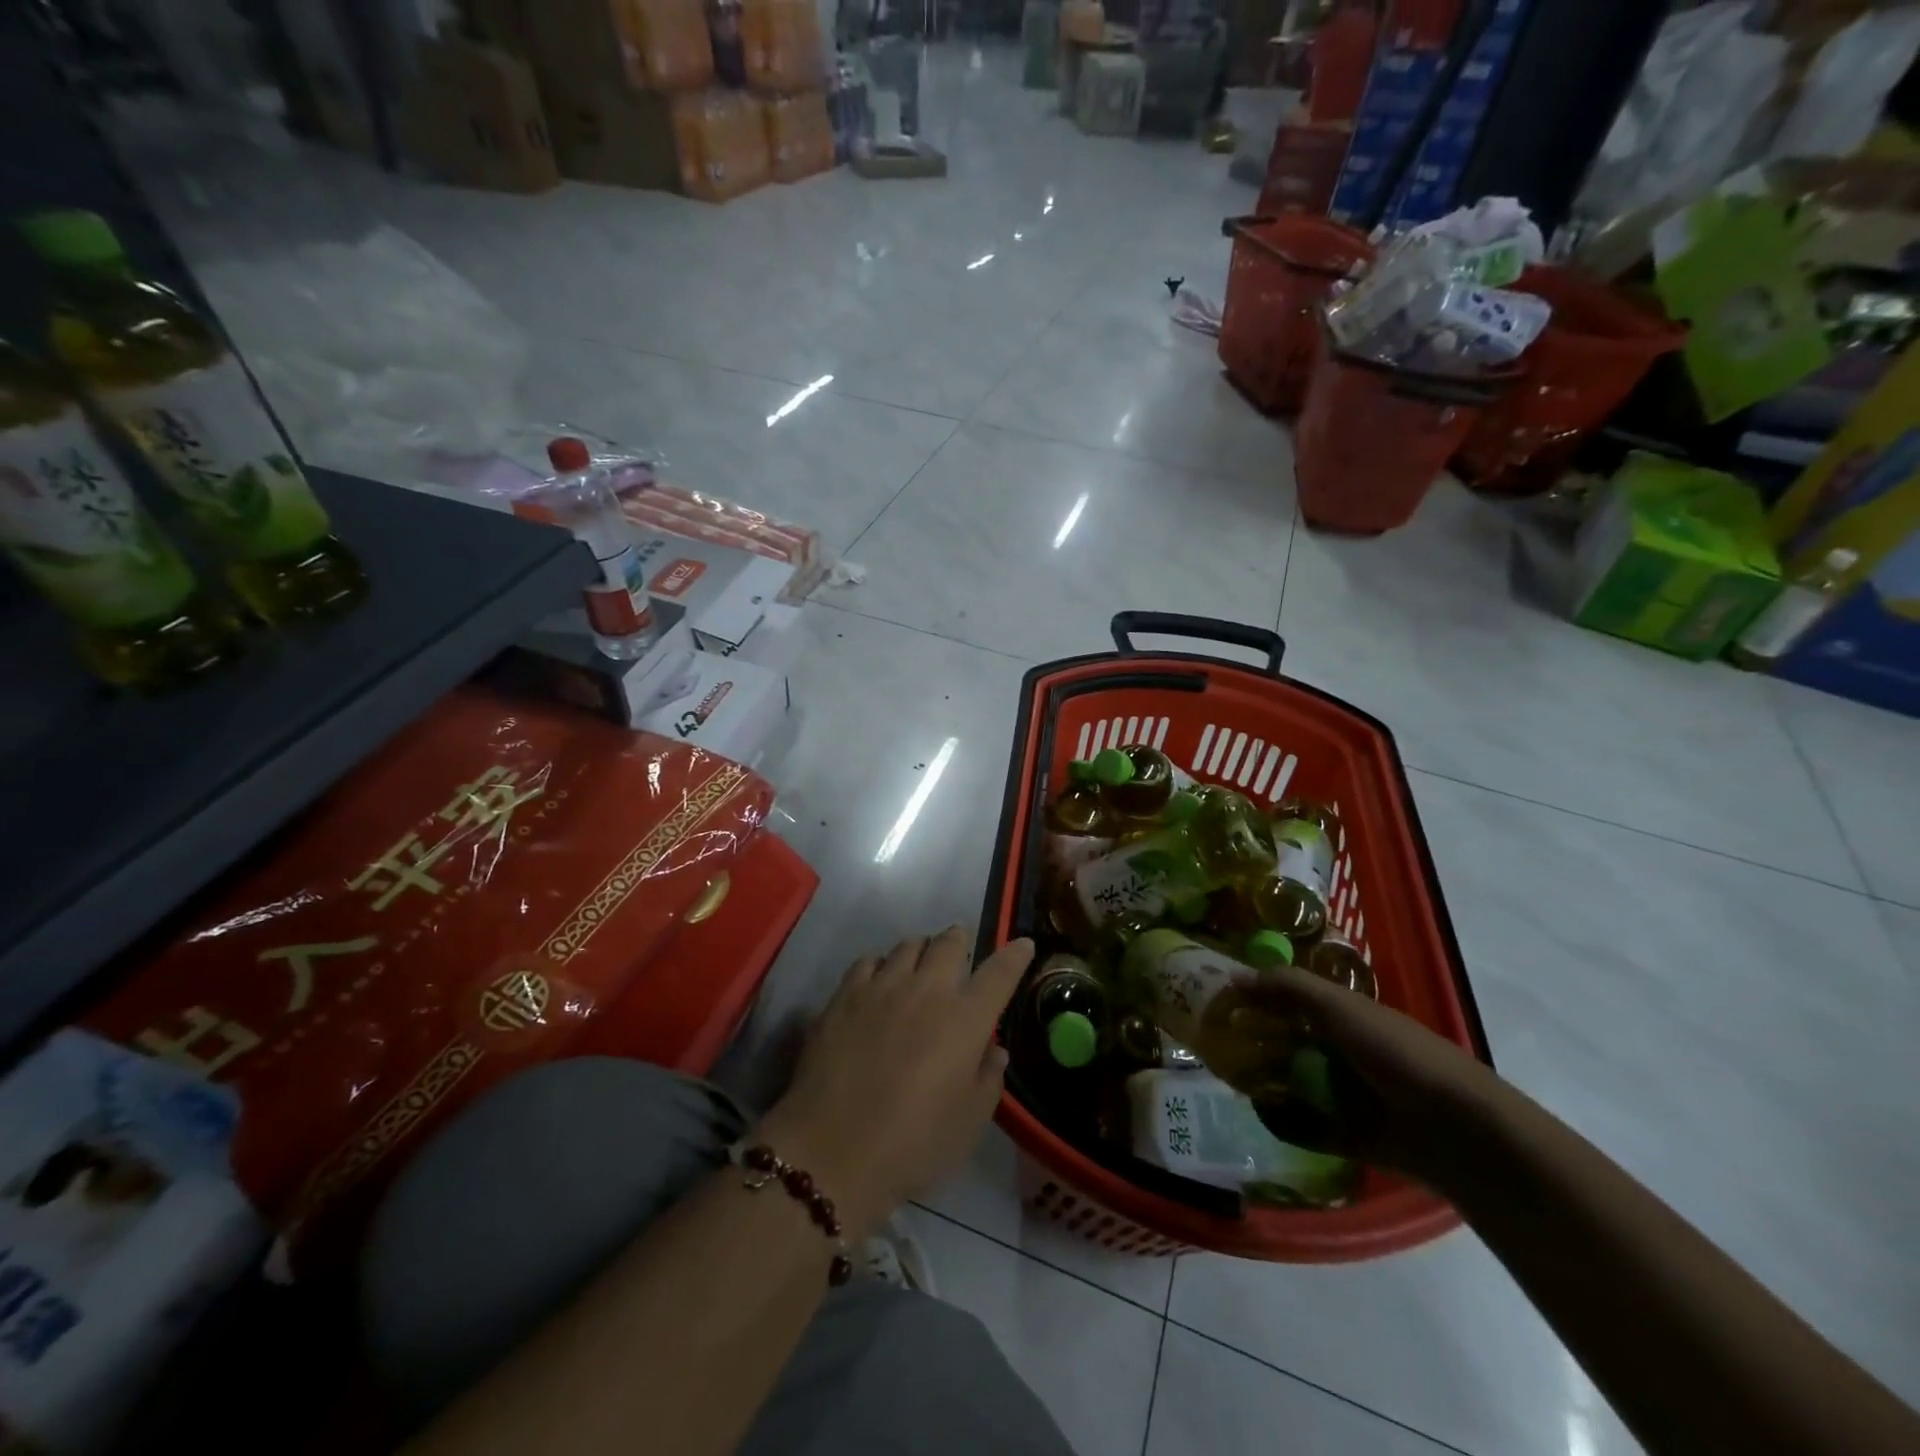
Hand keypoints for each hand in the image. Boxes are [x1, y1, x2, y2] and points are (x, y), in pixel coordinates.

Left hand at [759, 928, 1034, 1240]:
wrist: (833, 1151)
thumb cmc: (914, 1144)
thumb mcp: (969, 1122)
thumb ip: (988, 1078)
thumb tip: (993, 1048)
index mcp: (966, 1018)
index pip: (1000, 972)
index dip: (1015, 954)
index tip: (1023, 944)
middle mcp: (927, 989)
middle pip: (949, 942)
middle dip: (960, 941)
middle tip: (960, 955)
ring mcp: (882, 986)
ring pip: (908, 945)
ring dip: (921, 951)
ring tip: (919, 968)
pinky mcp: (844, 995)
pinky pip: (868, 961)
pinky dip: (880, 966)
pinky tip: (877, 984)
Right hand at [1243, 961, 1504, 1184]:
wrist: (1460, 1133)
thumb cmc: (1398, 1055)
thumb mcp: (1341, 1009)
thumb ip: (1289, 988)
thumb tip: (1233, 975)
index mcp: (1348, 1016)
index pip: (1292, 999)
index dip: (1258, 996)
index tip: (1219, 1001)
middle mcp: (1347, 1051)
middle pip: (1290, 1041)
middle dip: (1255, 1041)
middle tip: (1214, 1043)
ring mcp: (1351, 1095)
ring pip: (1296, 1082)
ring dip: (1266, 1080)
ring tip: (1227, 1079)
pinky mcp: (1354, 1136)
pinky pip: (1309, 1125)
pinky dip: (1286, 1121)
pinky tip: (1260, 1113)